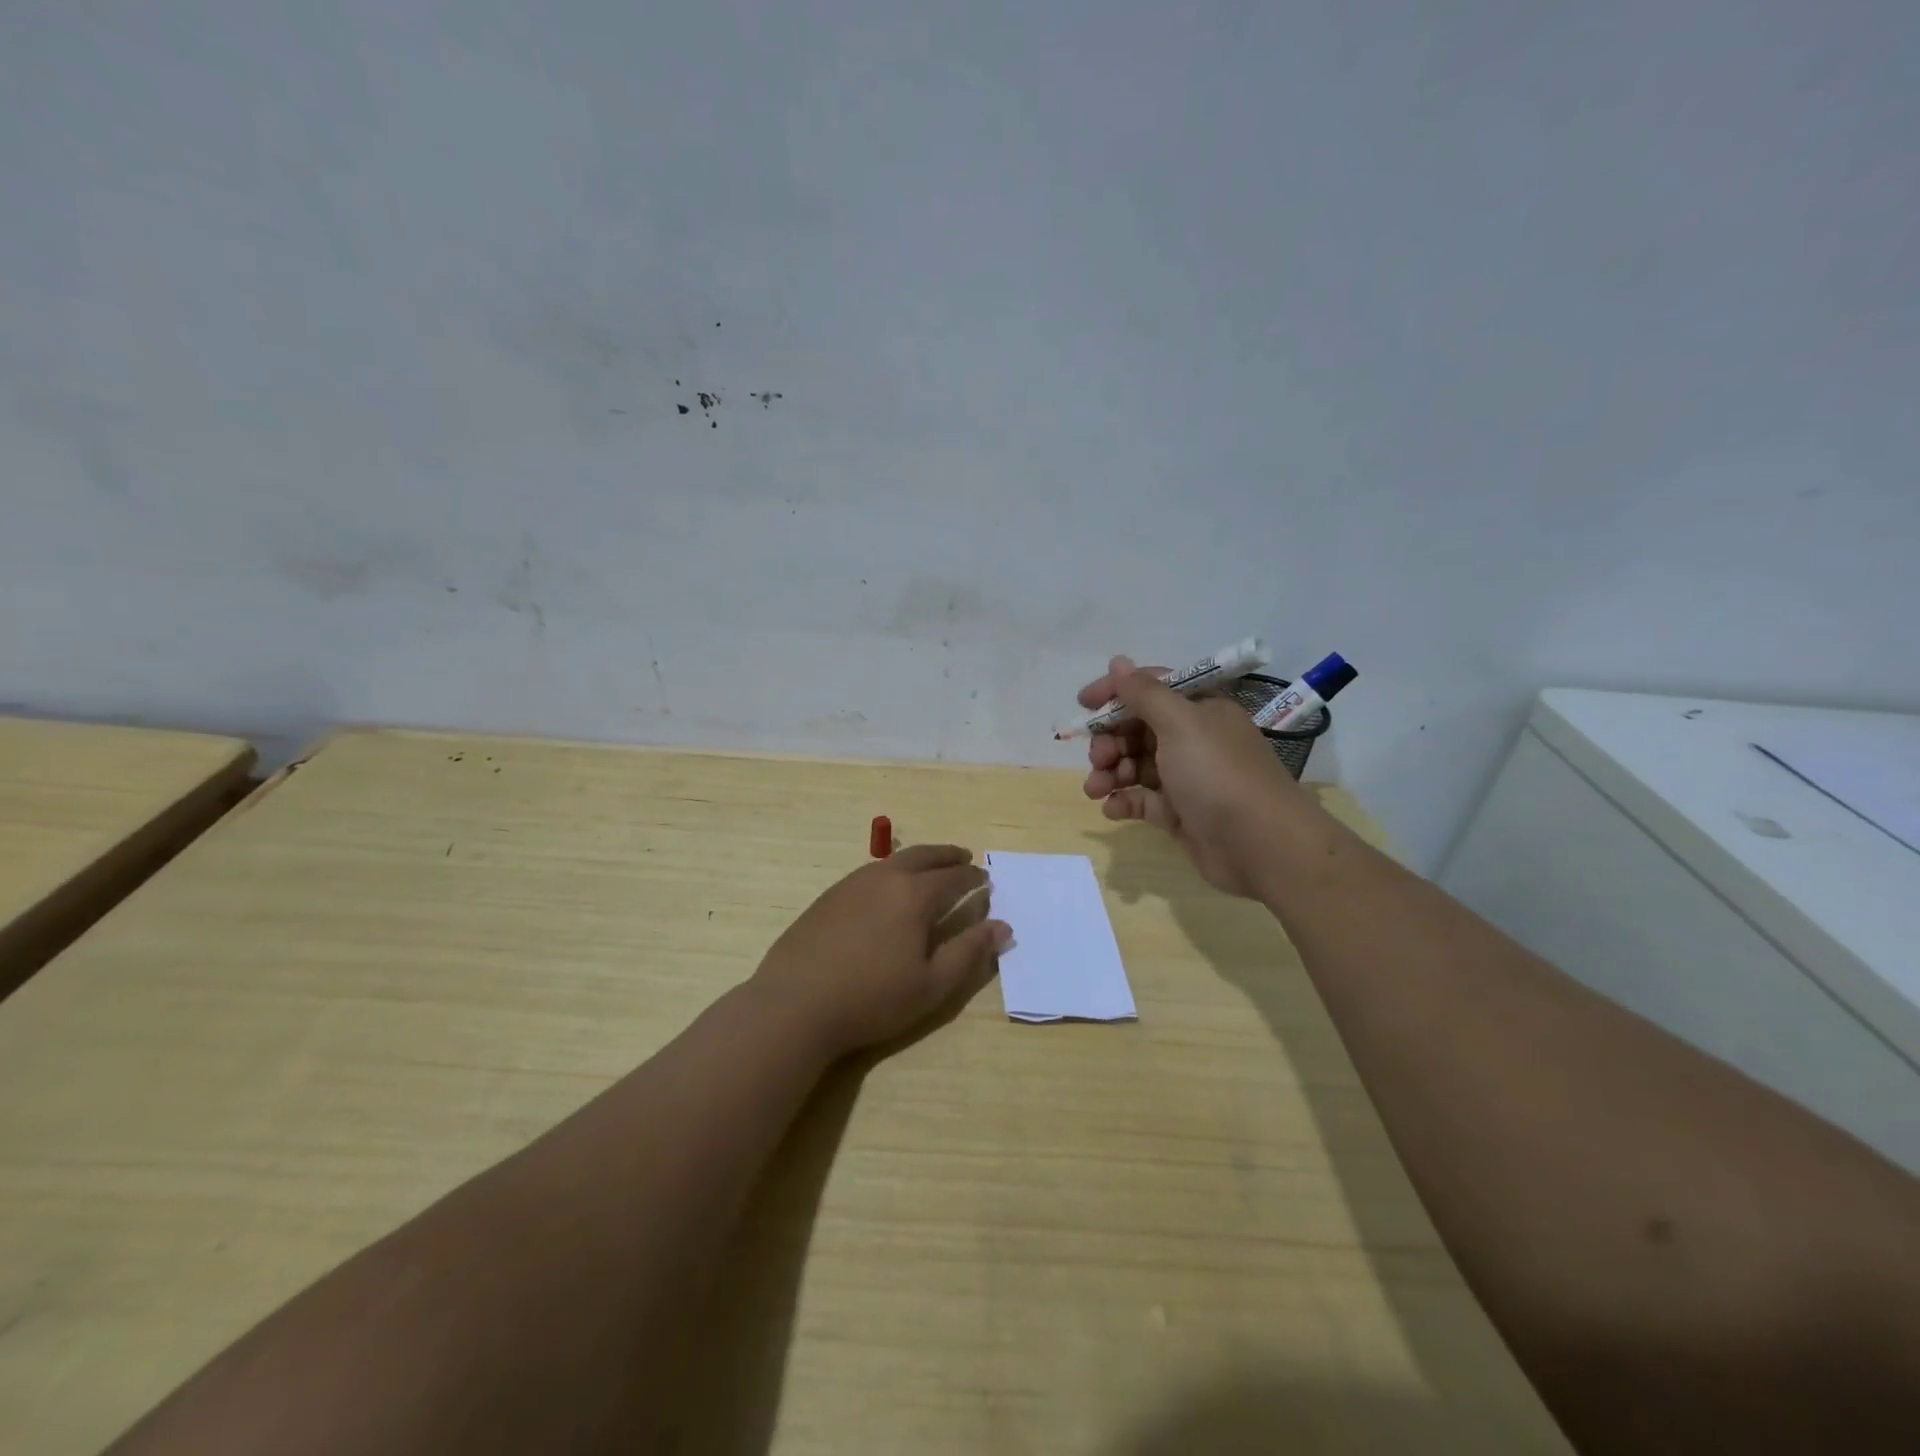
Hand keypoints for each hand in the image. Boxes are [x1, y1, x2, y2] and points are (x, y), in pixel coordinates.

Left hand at [753, 845, 1010, 1057]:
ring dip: (919, 859)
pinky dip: (892, 871)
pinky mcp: (829, 896)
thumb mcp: (932, 985)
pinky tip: (889, 889)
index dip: (973, 877)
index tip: (986, 879)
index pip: (953, 877)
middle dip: (948, 855)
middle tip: (965, 857)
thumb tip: (1002, 925)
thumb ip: (969, 952)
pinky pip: (871, 872)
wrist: (795, 1003)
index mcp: (914, 895)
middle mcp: (885, 878)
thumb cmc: (872, 998)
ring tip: (931, 869)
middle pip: (924, 856)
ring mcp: (852, 883)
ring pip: (894, 860)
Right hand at [1078, 655, 1321, 897]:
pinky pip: (1143, 800)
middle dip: (1110, 740)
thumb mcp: (1180, 723)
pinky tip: (1111, 809)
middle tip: (1098, 758)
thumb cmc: (1218, 774)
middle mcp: (1193, 739)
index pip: (1150, 689)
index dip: (1116, 693)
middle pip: (1138, 729)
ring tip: (1095, 789)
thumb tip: (1118, 662)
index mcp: (1199, 709)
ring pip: (1136, 765)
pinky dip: (1123, 801)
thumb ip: (1144, 693)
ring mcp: (1187, 778)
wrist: (1262, 845)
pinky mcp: (1180, 813)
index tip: (1083, 704)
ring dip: (1111, 773)